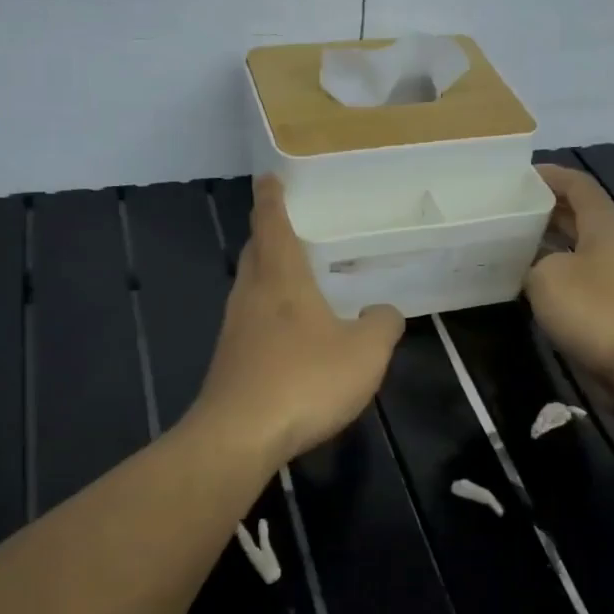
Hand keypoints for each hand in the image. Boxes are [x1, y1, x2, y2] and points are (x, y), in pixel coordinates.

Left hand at [189, 176, 404, 465]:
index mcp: (281, 278)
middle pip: (255, 252)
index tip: (268, 178)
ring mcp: (234, 329)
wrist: (240, 436)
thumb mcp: (365, 353)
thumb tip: (383, 312)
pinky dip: (267, 312)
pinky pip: (250, 321)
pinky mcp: (230, 361)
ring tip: (292, 276)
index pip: (272, 223)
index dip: (271, 198)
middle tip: (289, 225)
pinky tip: (288, 334)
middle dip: (267, 234)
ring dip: (266, 274)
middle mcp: (251, 295)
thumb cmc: (304, 380)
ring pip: (250, 287)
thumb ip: (382, 325)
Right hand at [525, 165, 613, 409]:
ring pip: (573, 250)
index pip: (577, 185)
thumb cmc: (596, 312)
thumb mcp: (547, 277)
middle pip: (576, 215)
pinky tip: (523, 286)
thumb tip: (534, 269)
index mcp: (605, 225)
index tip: (515, 177)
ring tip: (504, 245)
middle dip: (541, 210)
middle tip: (501, 212)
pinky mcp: (612, 308)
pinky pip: (576, 280)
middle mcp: (613, 245)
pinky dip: (551, 277)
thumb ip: (533, 263)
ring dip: (543, 246)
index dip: (548, 176)